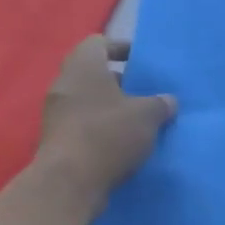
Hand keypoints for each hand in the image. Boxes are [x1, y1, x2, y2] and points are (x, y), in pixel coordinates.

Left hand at [37, 36, 175, 208]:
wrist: (69, 182)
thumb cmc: (108, 135)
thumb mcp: (147, 116)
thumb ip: (160, 104)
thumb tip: (168, 101)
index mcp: (83, 66)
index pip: (99, 42)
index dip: (121, 47)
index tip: (141, 61)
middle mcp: (64, 84)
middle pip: (93, 73)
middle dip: (119, 82)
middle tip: (144, 94)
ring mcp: (56, 113)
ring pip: (88, 101)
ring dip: (110, 109)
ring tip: (137, 122)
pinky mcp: (56, 140)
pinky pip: (82, 125)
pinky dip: (101, 130)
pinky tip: (121, 145)